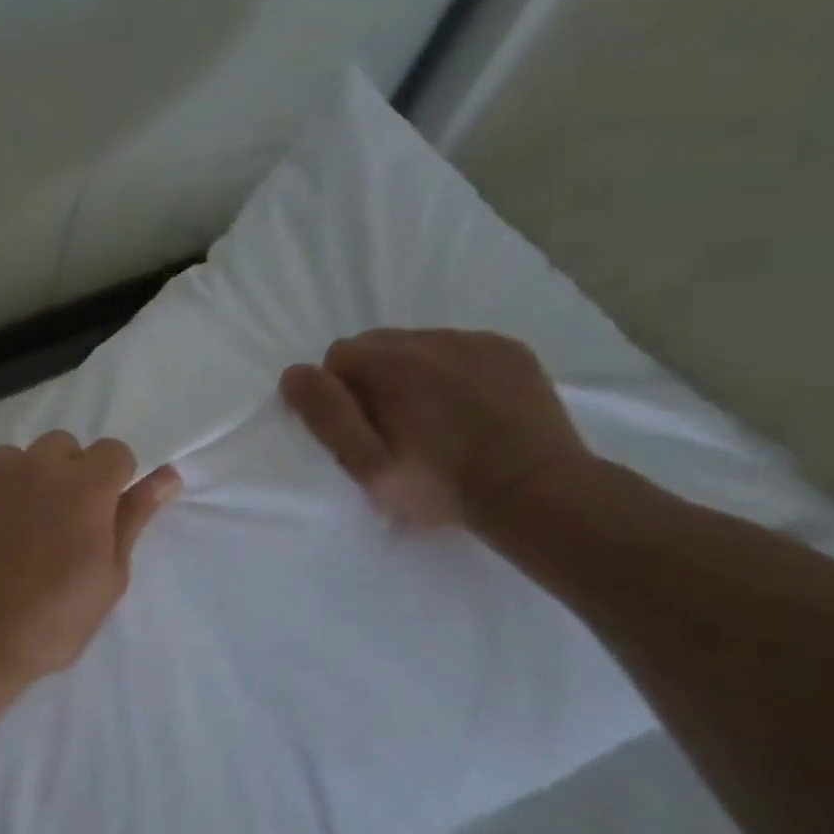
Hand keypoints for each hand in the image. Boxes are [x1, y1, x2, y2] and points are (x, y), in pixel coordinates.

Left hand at [0, 433, 181, 682]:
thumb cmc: (47, 622)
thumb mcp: (107, 578)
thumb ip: (134, 518)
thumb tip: (166, 475)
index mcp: (84, 485)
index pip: (113, 452)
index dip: (109, 482)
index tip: (97, 515)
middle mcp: (36, 463)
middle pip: (61, 448)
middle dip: (64, 476)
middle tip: (51, 526)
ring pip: (13, 459)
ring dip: (17, 484)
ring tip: (3, 534)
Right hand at [279, 329, 591, 528]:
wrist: (539, 495)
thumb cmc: (442, 485)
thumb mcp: (368, 464)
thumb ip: (326, 415)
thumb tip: (294, 373)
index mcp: (391, 363)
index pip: (338, 356)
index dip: (340, 393)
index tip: (361, 430)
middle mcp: (431, 338)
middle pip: (377, 344)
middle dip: (374, 377)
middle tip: (393, 425)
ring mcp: (476, 341)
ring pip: (419, 344)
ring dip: (412, 372)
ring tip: (433, 418)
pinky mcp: (510, 351)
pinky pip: (462, 348)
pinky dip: (453, 369)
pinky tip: (468, 406)